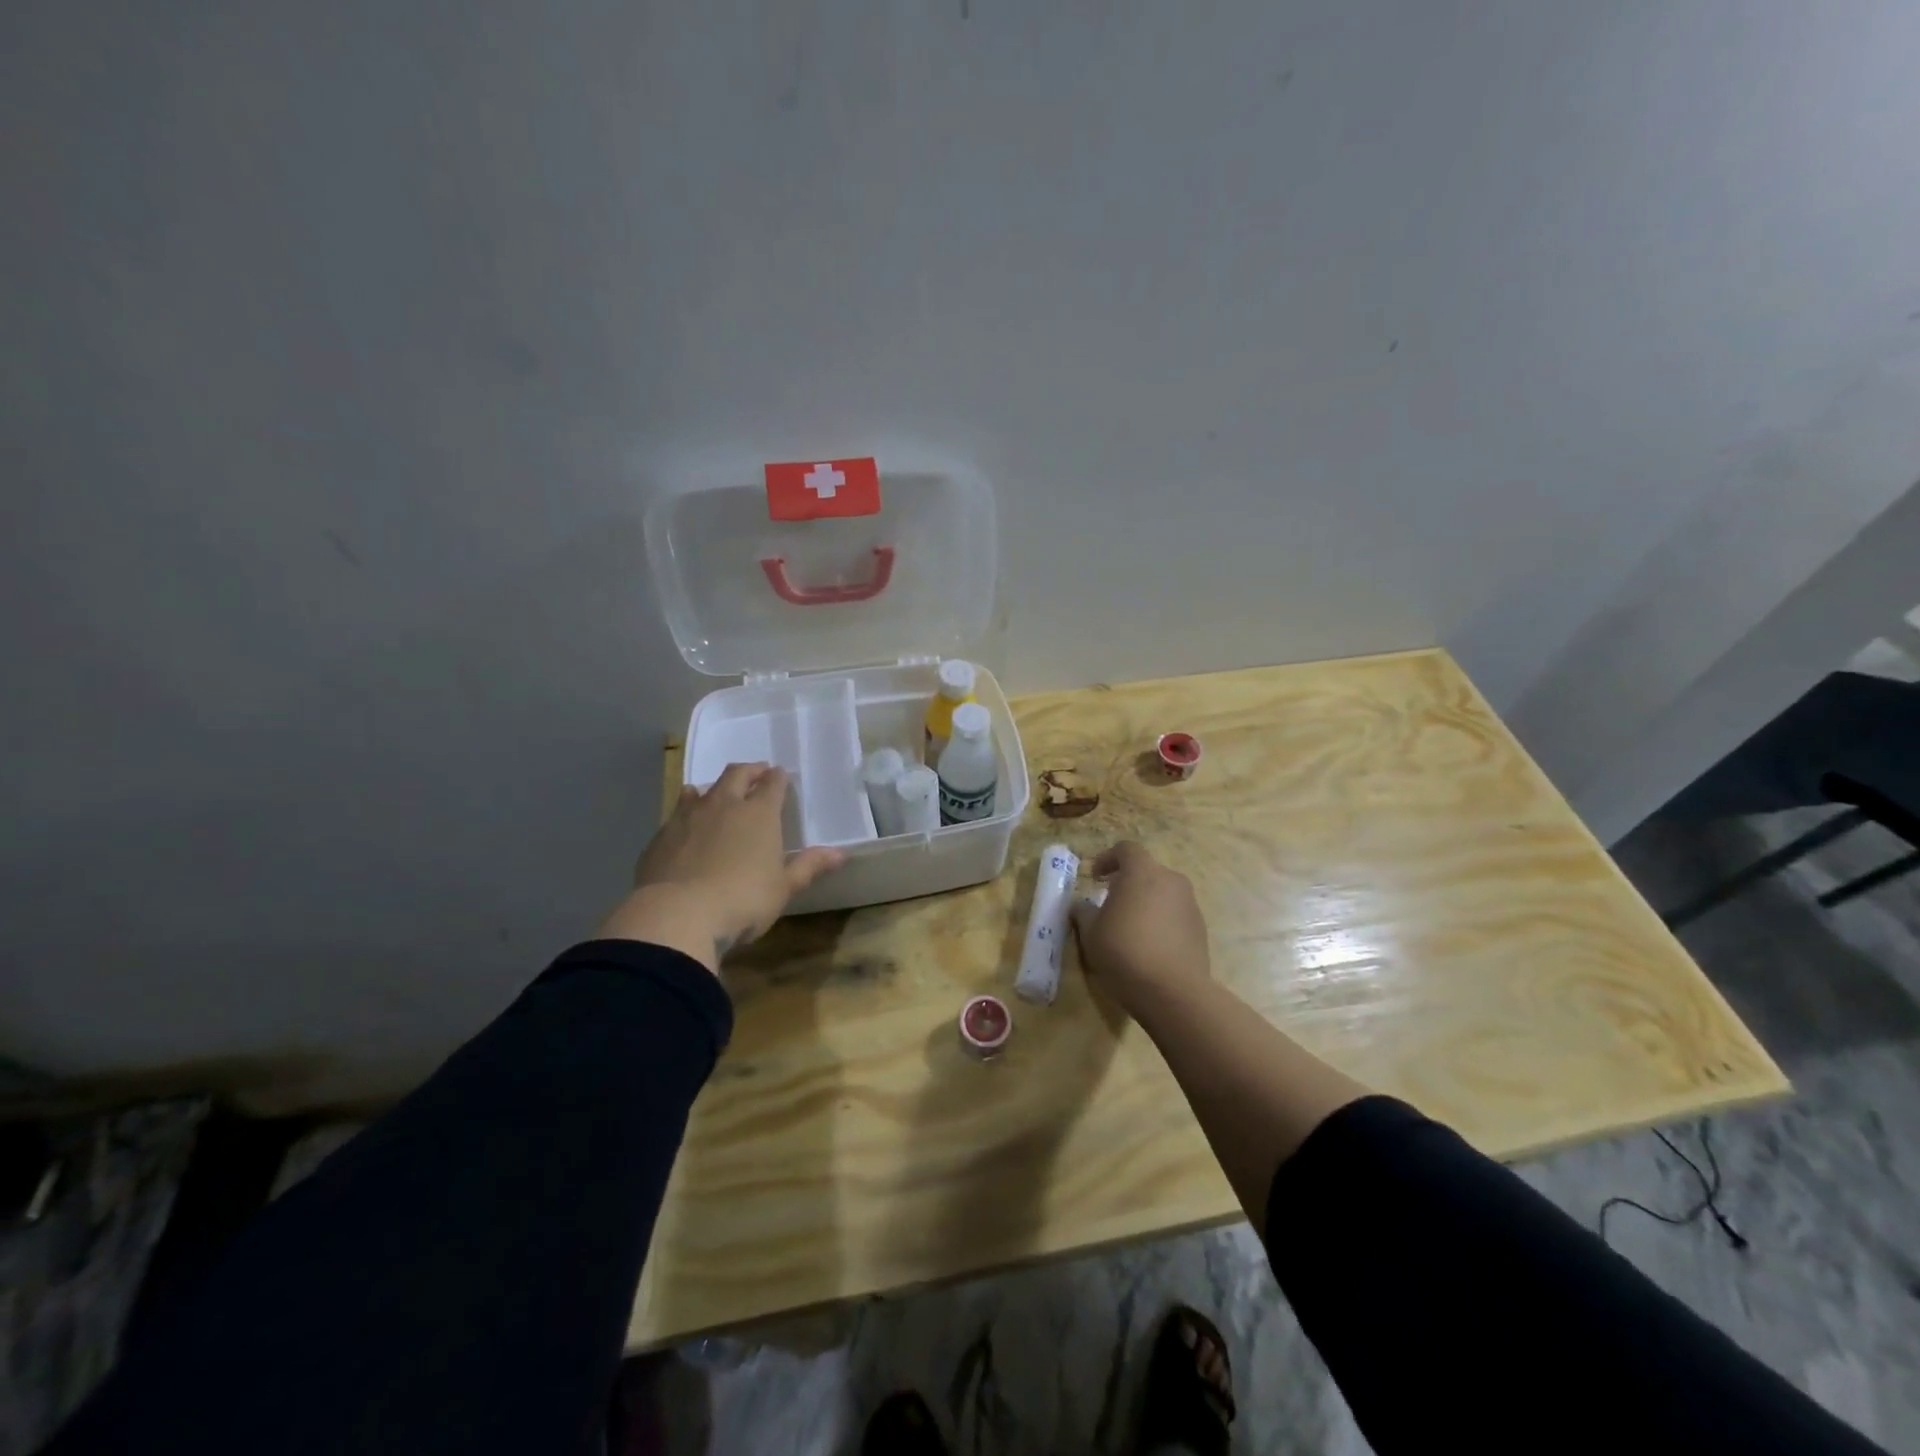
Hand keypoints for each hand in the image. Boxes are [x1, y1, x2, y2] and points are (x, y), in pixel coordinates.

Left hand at [599, 763, 843, 971]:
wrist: (677, 915)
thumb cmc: (743, 900)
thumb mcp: (783, 888)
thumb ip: (808, 867)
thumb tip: (840, 854)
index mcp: (759, 814)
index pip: (773, 784)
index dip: (778, 777)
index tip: (781, 775)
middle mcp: (724, 805)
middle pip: (736, 774)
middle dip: (749, 771)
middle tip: (756, 773)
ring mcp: (687, 817)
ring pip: (701, 790)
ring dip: (713, 788)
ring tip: (717, 794)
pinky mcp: (661, 836)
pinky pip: (676, 814)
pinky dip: (686, 813)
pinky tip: (686, 828)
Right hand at [1072, 841, 1210, 1015]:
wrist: (1174, 993)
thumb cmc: (1125, 952)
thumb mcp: (1091, 933)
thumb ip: (1084, 911)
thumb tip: (1082, 905)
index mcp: (1142, 873)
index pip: (1126, 849)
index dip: (1107, 859)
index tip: (1094, 878)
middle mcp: (1171, 880)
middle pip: (1146, 870)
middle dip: (1127, 882)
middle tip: (1110, 903)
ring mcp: (1190, 904)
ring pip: (1163, 893)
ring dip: (1145, 902)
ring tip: (1129, 927)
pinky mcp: (1200, 929)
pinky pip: (1175, 914)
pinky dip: (1161, 920)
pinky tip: (1149, 946)